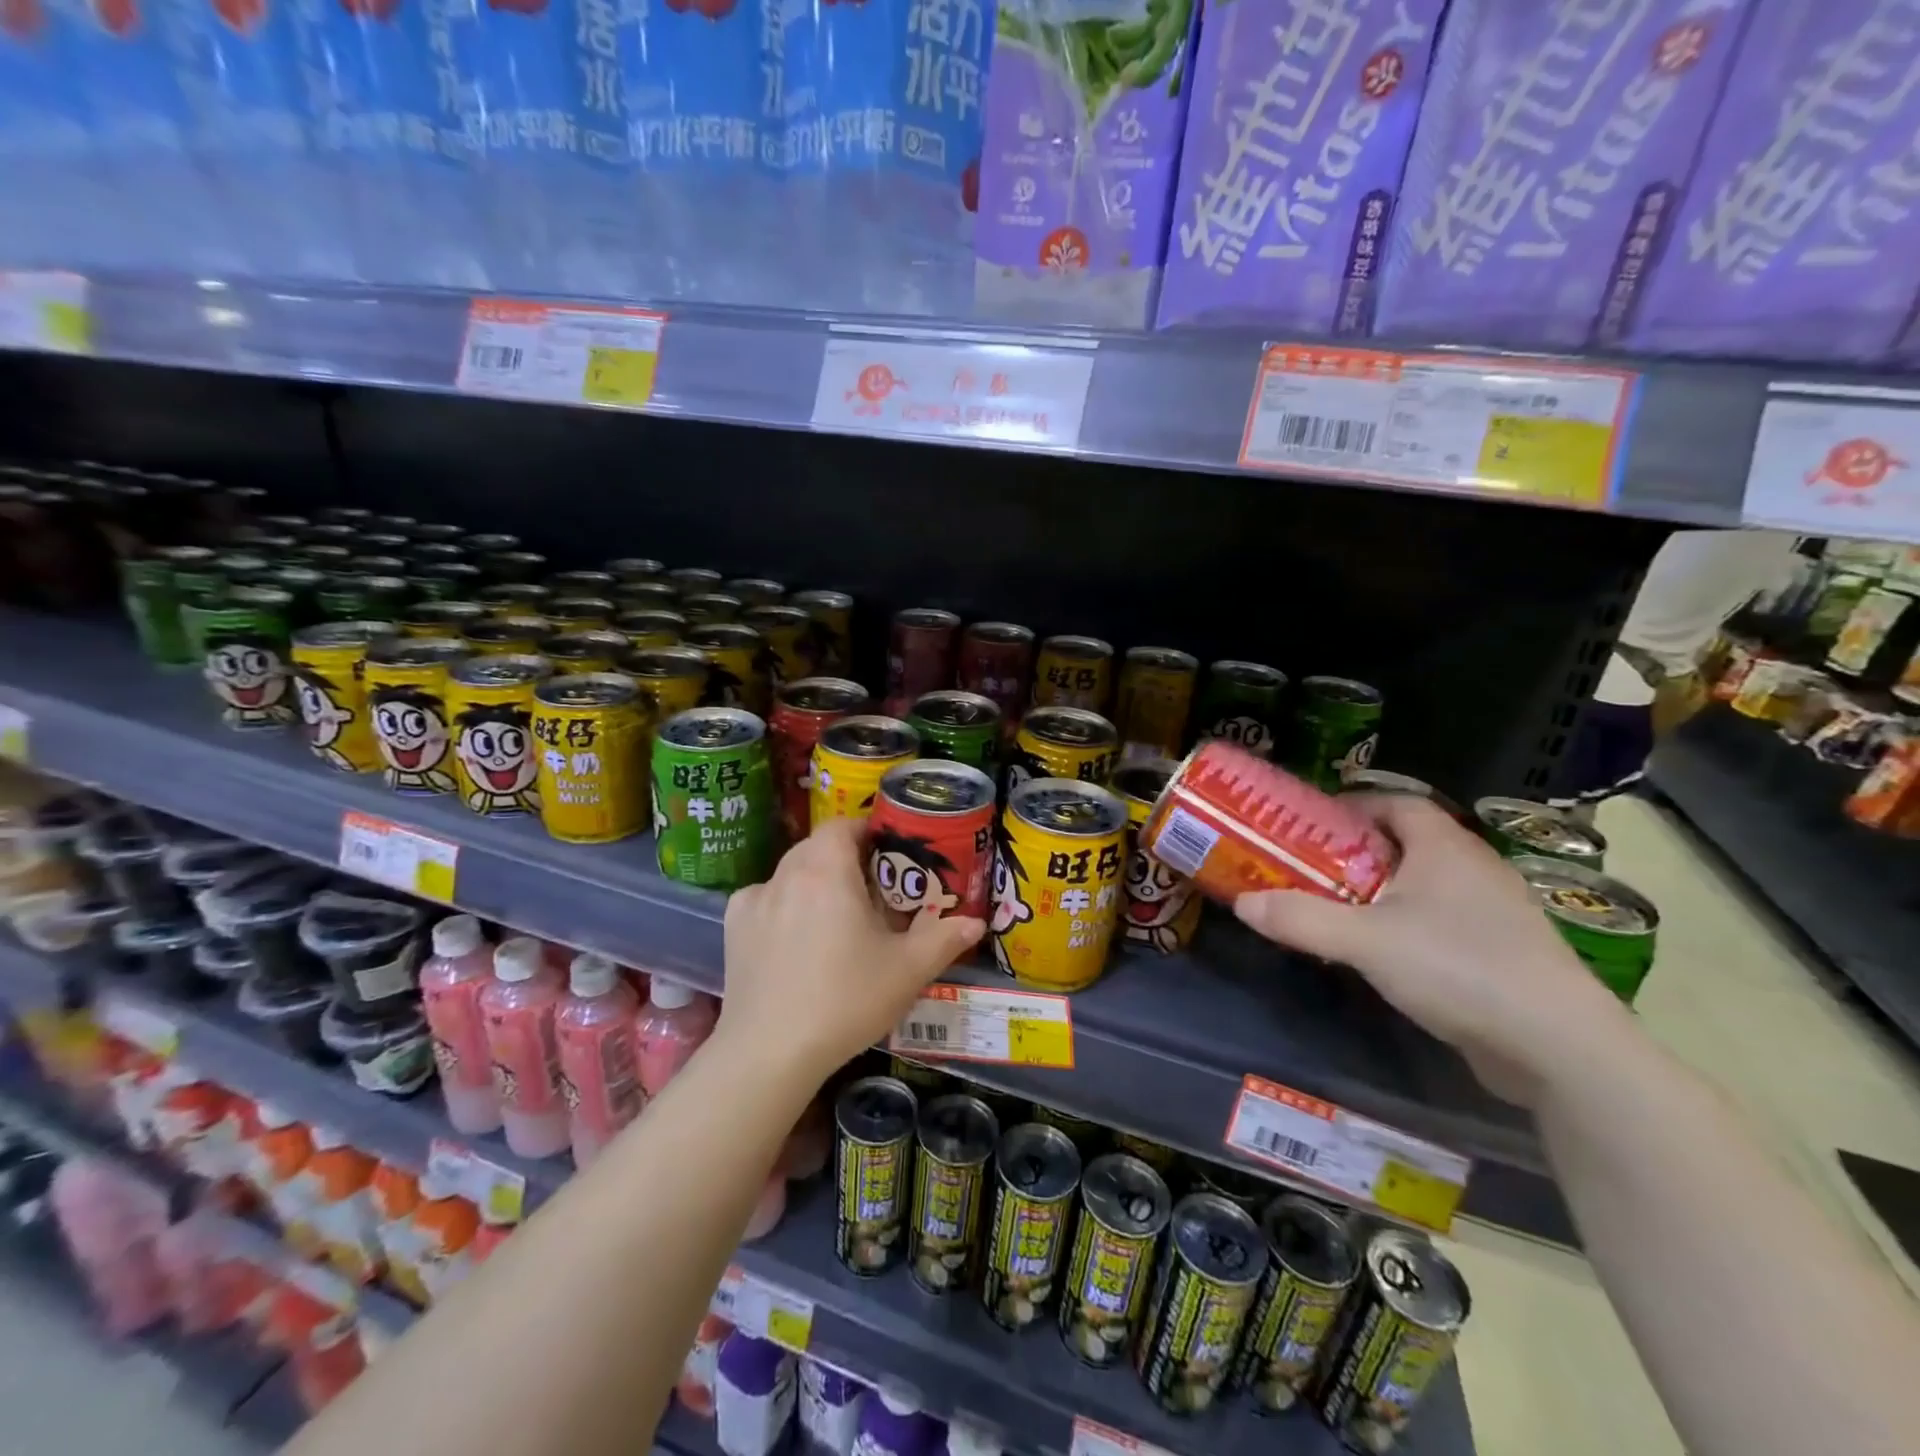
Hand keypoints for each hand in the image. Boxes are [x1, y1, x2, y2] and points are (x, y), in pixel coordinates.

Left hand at [718, 818, 984, 1084]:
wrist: (770, 1052)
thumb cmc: (845, 1000)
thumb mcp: (907, 971)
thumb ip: (943, 939)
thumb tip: (975, 922)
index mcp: (826, 870)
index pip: (842, 825)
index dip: (866, 831)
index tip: (888, 853)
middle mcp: (786, 874)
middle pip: (817, 847)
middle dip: (845, 859)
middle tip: (871, 891)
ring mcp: (754, 900)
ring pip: (791, 873)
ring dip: (814, 882)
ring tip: (835, 919)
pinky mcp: (733, 928)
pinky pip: (765, 900)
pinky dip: (783, 907)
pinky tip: (795, 939)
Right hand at [1233, 794, 1629, 1106]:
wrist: (1559, 1048)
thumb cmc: (1458, 968)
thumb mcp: (1364, 941)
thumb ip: (1300, 918)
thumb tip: (1242, 902)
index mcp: (1445, 847)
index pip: (1396, 802)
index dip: (1352, 806)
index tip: (1310, 825)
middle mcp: (1473, 868)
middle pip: (1407, 842)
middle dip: (1356, 852)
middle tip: (1309, 867)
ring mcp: (1494, 912)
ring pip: (1425, 884)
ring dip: (1381, 891)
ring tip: (1336, 908)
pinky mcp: (1502, 952)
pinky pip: (1442, 921)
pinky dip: (1407, 924)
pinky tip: (1382, 953)